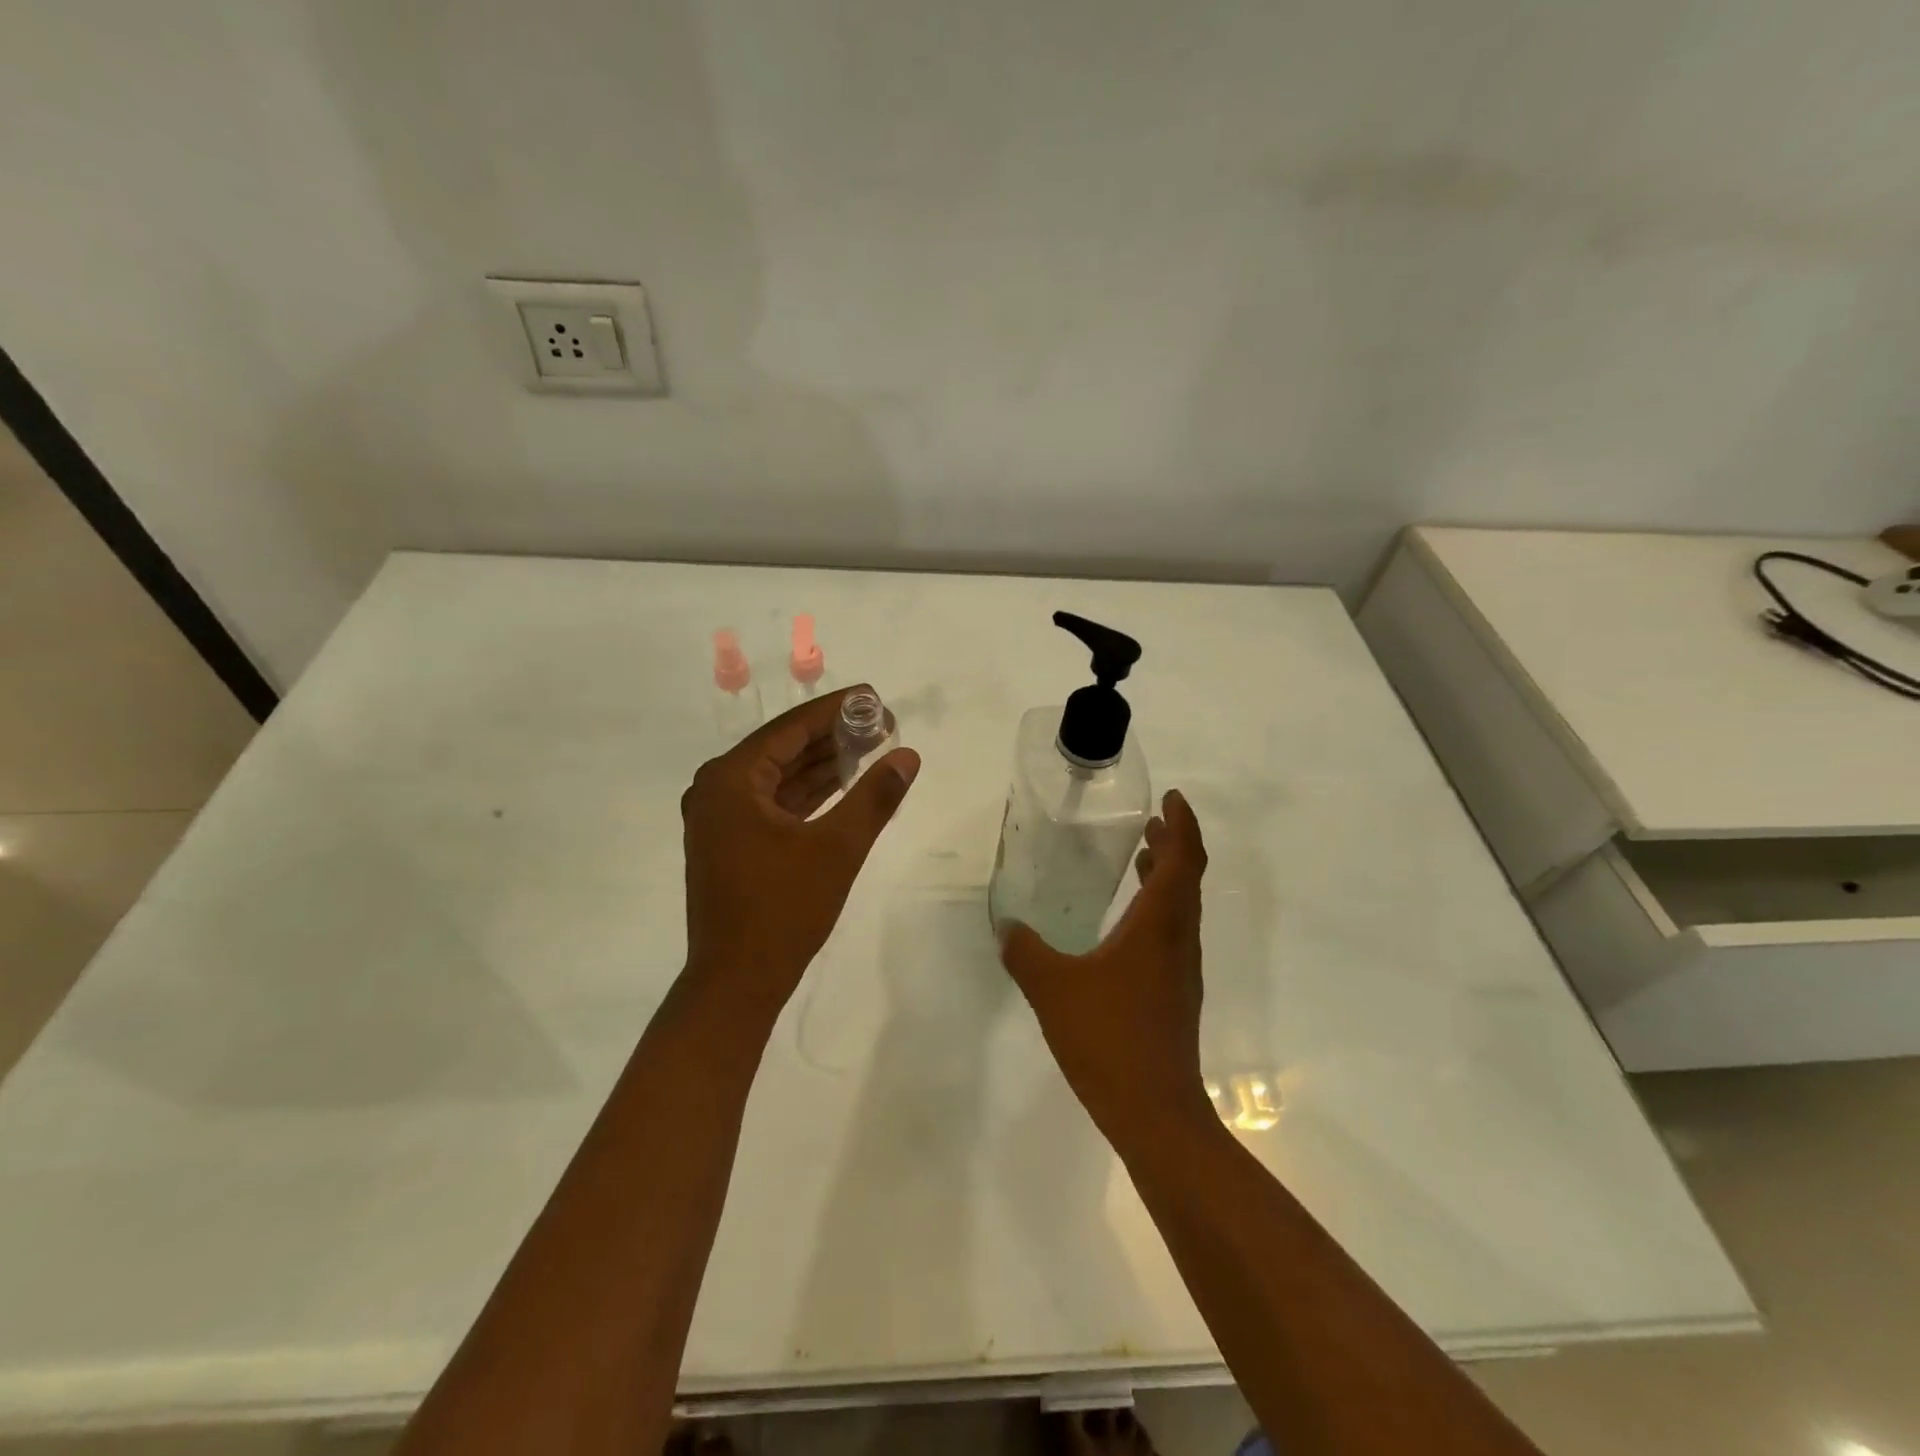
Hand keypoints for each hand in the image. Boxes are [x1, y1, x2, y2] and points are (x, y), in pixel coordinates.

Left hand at [681, 687, 919, 1014]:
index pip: (790, 729)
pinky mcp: (731, 842)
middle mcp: (717, 789)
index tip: (875, 698)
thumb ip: (874, 797)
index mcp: (731, 780)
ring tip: (871, 747)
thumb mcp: (838, 849)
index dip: (836, 710)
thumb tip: (907, 756)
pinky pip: (774, 802)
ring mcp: (721, 818)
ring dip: (822, 763)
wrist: (737, 982)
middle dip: (832, 736)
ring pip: (780, 776)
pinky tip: (844, 784)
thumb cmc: (783, 910)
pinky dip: (808, 793)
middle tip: (881, 724)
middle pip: (783, 748)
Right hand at [999, 790, 1212, 1143]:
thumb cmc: (1108, 1038)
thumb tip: (1005, 925)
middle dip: (1175, 844)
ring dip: (1168, 876)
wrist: (1155, 1114)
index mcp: (1160, 925)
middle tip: (1152, 822)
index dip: (1182, 823)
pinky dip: (1159, 909)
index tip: (1171, 798)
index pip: (1184, 859)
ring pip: (1183, 908)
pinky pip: (1173, 934)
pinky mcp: (1176, 995)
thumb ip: (1025, 951)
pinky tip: (1127, 924)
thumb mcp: (1053, 988)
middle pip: (1189, 878)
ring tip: (1142, 857)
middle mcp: (1180, 940)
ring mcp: (1182, 970)